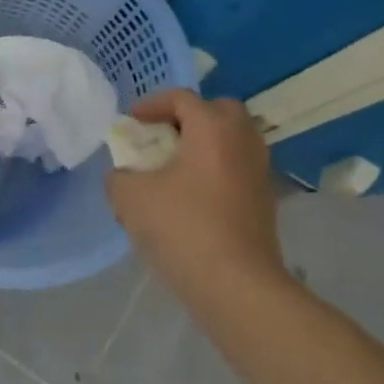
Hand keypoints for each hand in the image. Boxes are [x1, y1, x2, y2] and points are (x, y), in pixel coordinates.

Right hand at [107, 89, 285, 298]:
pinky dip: (215, 172)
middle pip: (218, 112)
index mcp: (213, 128)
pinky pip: (236, 170)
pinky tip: (191, 200)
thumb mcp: (130, 198)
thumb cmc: (182, 228)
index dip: (151, 105)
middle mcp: (243, 141)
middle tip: (161, 139)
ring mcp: (259, 172)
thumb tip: (124, 176)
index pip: (182, 98)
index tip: (131, 123)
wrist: (236, 285)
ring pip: (231, 142)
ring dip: (203, 147)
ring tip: (173, 171)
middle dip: (187, 119)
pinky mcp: (265, 201)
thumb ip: (119, 177)